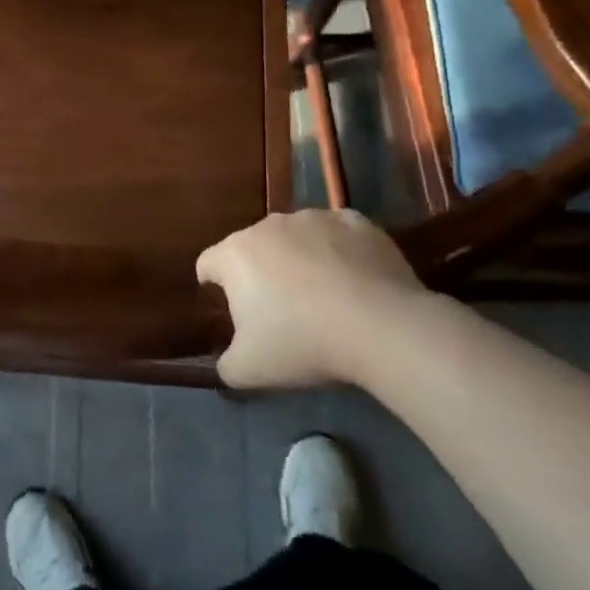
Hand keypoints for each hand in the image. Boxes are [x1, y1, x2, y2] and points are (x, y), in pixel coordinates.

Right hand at [197, 210, 434, 389]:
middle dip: (259, 272)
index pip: (207, 264)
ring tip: (323, 297)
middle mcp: (268, 225)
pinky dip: (339, 251)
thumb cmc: (302, 343)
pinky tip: (354, 280)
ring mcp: (314, 218)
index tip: (230, 311)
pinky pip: (337, 234)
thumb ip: (225, 364)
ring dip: (298, 259)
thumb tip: (226, 361)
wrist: (381, 326)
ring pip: (295, 237)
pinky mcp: (356, 221)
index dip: (213, 286)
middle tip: (279, 311)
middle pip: (252, 247)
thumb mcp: (248, 370)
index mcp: (235, 254)